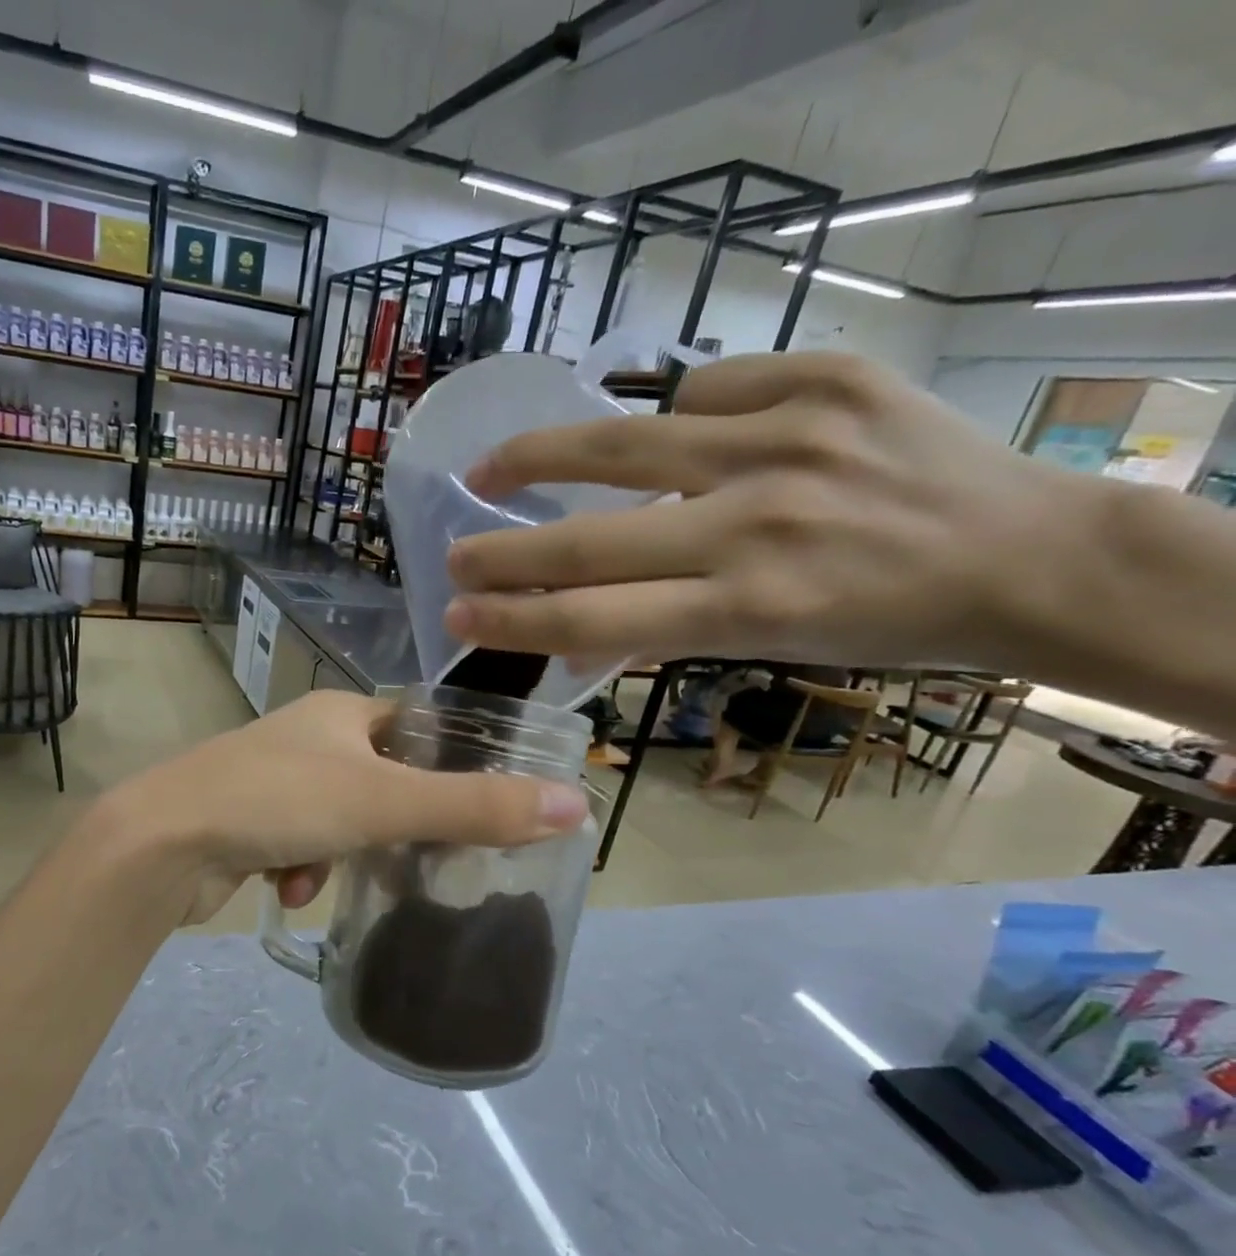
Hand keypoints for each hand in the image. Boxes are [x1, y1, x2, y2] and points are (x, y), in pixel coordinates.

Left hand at [99, 691, 588, 923]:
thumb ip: (476, 807)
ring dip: (343, 855)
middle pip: (379, 779)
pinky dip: (302, 869)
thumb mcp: (386, 803)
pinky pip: (298, 844)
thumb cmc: (279, 802)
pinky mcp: (245, 820)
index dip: (449, 762)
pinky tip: (287, 888)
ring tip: (326, 876)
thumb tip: (575, 804)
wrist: (162, 842)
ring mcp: (271, 779)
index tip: (476, 806)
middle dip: (394, 825)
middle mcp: (305, 738)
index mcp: (339, 714)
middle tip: (419, 860)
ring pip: (339, 819)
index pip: (415, 726)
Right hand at [444, 352, 1096, 674]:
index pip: (593, 619)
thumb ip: (658, 635)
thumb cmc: (880, 624)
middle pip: (588, 540)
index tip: (458, 613)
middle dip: (503, 551)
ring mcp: (789, 441)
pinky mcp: (824, 380)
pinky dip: (670, 414)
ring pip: (624, 444)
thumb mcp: (764, 651)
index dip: (512, 619)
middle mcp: (757, 525)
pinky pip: (705, 390)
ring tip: (493, 465)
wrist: (1026, 552)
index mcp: (746, 608)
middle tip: (452, 553)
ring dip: (540, 457)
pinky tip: (664, 430)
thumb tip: (564, 641)